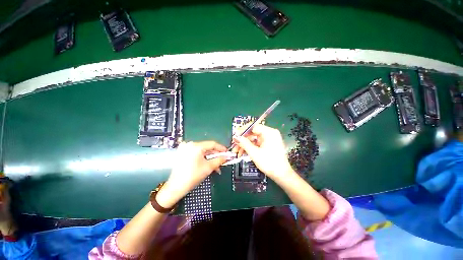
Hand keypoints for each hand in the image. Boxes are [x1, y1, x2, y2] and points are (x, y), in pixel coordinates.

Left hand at [156, 141, 227, 207]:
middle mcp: (189, 144)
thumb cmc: (193, 176)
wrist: (176, 187)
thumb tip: (227, 157)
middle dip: (215, 155)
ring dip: (209, 157)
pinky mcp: (182, 153)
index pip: (212, 144)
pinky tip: (207, 164)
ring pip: (202, 151)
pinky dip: (202, 157)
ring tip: (215, 165)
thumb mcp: (208, 167)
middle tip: (222, 160)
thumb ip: (219, 160)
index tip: (227, 152)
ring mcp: (185, 148)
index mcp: (196, 146)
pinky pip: (196, 153)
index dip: (221, 148)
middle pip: (207, 147)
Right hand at [233, 124, 293, 179]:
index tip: (235, 136)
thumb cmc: (269, 163)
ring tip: (237, 152)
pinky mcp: (268, 144)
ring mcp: (269, 139)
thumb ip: (244, 143)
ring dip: (245, 145)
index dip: (242, 131)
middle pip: (252, 133)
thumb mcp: (254, 153)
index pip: (253, 126)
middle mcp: (270, 133)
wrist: (282, 175)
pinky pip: (257, 143)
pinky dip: (250, 147)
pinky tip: (243, 152)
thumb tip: (235, 137)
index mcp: (269, 132)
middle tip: (234, 145)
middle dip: (243, 140)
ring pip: (253, 139)